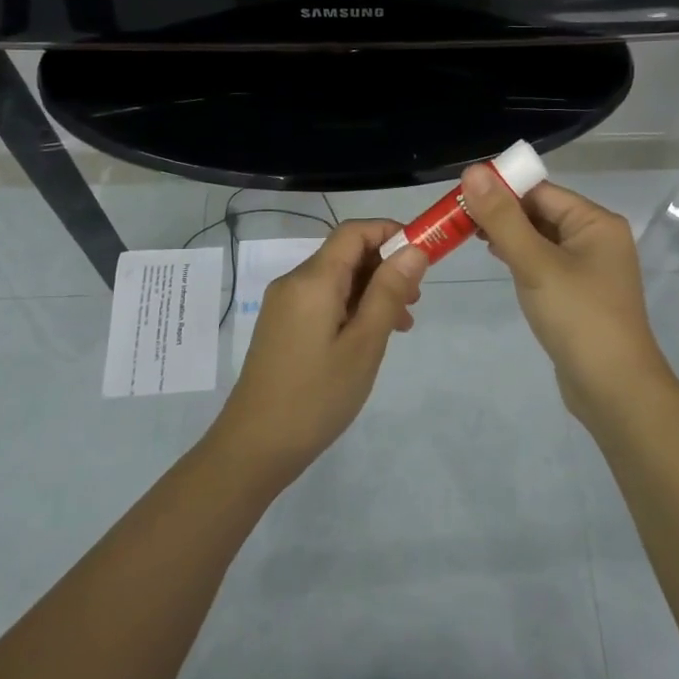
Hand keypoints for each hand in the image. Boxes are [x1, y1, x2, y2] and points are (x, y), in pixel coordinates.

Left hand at [214, 219, 427, 481]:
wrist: (254, 447)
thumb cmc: (316, 396)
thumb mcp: (364, 344)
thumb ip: (389, 292)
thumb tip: (413, 249)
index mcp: (313, 280)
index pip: (354, 231)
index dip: (391, 233)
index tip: (424, 255)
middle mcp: (294, 282)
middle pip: (346, 253)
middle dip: (386, 266)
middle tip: (416, 300)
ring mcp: (285, 304)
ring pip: (337, 279)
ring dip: (372, 290)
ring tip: (401, 324)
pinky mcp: (283, 326)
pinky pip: (324, 300)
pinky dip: (352, 307)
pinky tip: (370, 337)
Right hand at [461, 167, 676, 425]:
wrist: (614, 389)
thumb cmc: (577, 317)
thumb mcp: (535, 263)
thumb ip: (502, 218)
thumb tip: (473, 171)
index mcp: (596, 222)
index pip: (541, 191)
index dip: (502, 189)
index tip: (460, 195)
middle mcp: (597, 238)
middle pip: (542, 212)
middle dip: (502, 213)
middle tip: (457, 217)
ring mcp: (590, 268)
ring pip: (542, 238)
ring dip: (509, 235)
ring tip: (469, 235)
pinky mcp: (579, 293)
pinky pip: (546, 263)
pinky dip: (522, 257)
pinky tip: (498, 260)